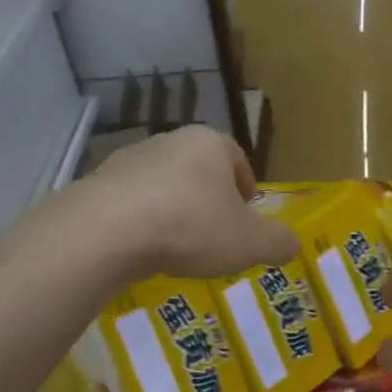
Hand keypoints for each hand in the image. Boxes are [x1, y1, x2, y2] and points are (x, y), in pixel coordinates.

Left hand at [79, 126, 298, 279]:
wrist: (107, 231)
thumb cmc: (191, 227)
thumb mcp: (250, 243)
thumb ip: (278, 242)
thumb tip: (292, 245)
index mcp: (210, 144)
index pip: (237, 159)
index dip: (246, 188)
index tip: (246, 216)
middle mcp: (169, 141)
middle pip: (199, 170)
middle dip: (209, 200)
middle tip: (215, 235)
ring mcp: (129, 160)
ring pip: (163, 185)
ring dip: (174, 210)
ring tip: (178, 247)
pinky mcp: (98, 184)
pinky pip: (131, 204)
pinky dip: (142, 223)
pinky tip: (144, 250)